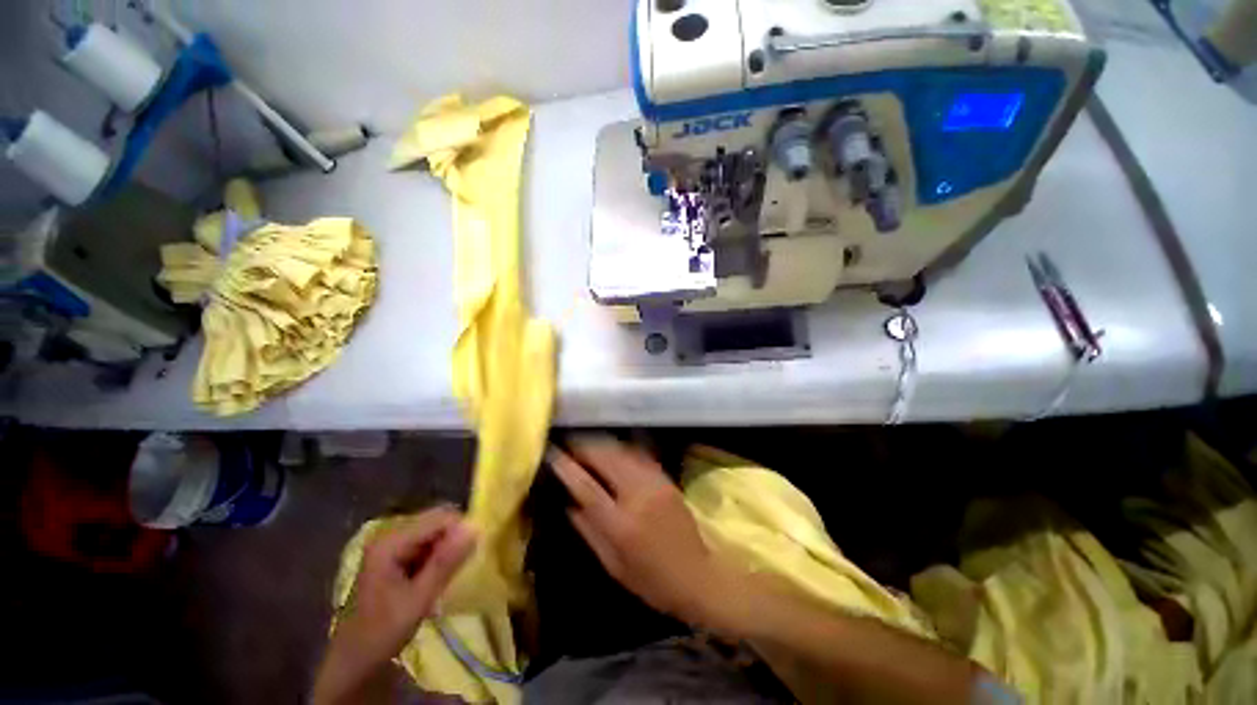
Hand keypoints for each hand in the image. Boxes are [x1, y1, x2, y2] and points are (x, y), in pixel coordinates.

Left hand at [313, 507, 475, 704]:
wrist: (354, 660)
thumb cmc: (383, 631)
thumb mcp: (418, 599)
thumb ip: (446, 562)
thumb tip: (475, 528)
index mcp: (391, 542)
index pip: (439, 518)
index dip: (460, 530)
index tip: (473, 553)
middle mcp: (390, 535)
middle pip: (436, 521)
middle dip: (454, 538)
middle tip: (462, 565)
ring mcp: (391, 544)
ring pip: (434, 531)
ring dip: (447, 548)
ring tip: (450, 574)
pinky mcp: (395, 555)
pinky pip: (427, 543)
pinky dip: (438, 556)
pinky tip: (437, 577)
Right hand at [549, 436, 737, 630]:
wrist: (698, 574)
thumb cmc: (652, 580)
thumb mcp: (613, 566)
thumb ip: (589, 532)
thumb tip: (568, 504)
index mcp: (621, 525)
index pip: (587, 487)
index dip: (567, 467)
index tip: (552, 452)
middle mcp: (638, 496)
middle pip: (606, 459)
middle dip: (584, 447)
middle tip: (568, 444)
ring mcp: (655, 483)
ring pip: (622, 452)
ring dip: (602, 445)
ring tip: (585, 444)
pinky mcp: (666, 479)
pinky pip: (639, 455)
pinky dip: (621, 449)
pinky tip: (612, 449)